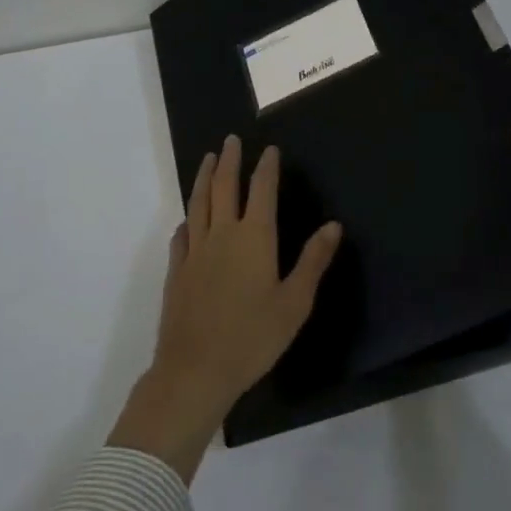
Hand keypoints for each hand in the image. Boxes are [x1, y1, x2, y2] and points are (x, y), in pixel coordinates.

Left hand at [108, 135, 341, 481]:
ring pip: (199, 204)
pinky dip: (187, 221)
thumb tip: (334, 225)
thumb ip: (313, 261)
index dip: (266, 167)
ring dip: (204, 179)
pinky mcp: (176, 272)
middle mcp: (222, 235)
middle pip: (224, 187)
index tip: (269, 149)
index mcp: (254, 239)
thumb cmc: (253, 338)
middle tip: (231, 140)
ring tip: (207, 160)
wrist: (195, 370)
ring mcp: (195, 252)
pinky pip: (181, 236)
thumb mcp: (294, 303)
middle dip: (229, 161)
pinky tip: (187, 221)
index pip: (261, 191)